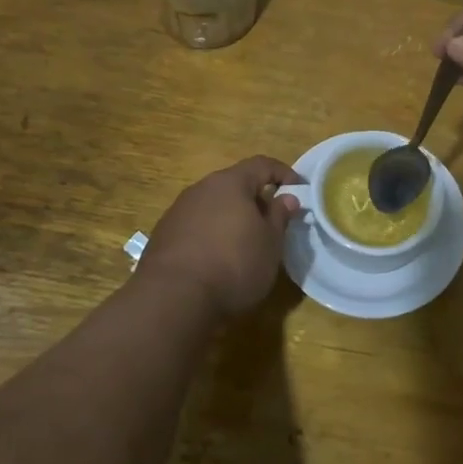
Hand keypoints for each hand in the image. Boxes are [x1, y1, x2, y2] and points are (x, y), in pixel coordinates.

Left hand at [140, 156, 303, 316]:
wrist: (172, 299)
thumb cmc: (233, 264)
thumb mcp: (270, 243)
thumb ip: (280, 216)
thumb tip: (287, 198)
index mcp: (230, 183)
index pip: (262, 164)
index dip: (283, 173)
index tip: (299, 190)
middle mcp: (201, 189)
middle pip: (234, 185)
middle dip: (256, 199)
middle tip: (272, 223)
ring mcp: (178, 211)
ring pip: (213, 206)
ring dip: (231, 218)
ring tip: (245, 244)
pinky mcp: (163, 236)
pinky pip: (196, 226)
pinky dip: (211, 235)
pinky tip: (216, 260)